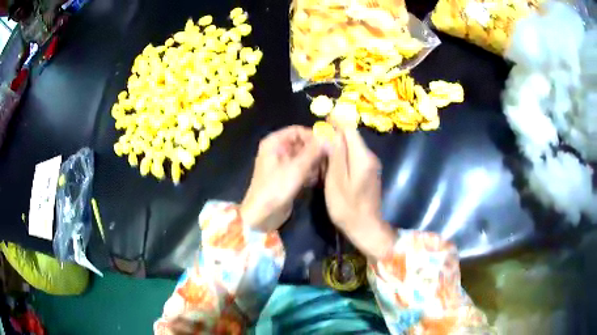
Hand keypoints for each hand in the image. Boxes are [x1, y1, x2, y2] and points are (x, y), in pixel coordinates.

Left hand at [241, 126, 324, 231]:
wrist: (262, 215)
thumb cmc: (276, 187)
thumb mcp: (296, 168)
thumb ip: (314, 151)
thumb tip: (330, 137)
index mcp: (274, 143)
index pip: (297, 131)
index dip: (313, 136)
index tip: (329, 145)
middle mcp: (278, 150)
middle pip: (302, 144)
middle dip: (316, 151)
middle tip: (331, 159)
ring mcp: (282, 164)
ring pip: (303, 157)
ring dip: (315, 163)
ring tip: (326, 171)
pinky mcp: (287, 177)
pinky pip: (301, 169)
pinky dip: (310, 173)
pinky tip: (318, 180)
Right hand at [324, 128, 395, 259]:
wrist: (365, 227)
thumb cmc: (347, 207)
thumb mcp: (337, 182)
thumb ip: (336, 156)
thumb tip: (332, 133)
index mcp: (362, 157)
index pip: (350, 130)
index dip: (338, 121)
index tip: (324, 117)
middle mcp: (369, 157)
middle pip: (352, 137)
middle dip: (335, 133)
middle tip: (318, 135)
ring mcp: (370, 165)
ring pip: (352, 146)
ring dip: (338, 144)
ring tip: (321, 148)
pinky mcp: (368, 172)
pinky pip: (354, 157)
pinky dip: (342, 155)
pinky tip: (331, 163)